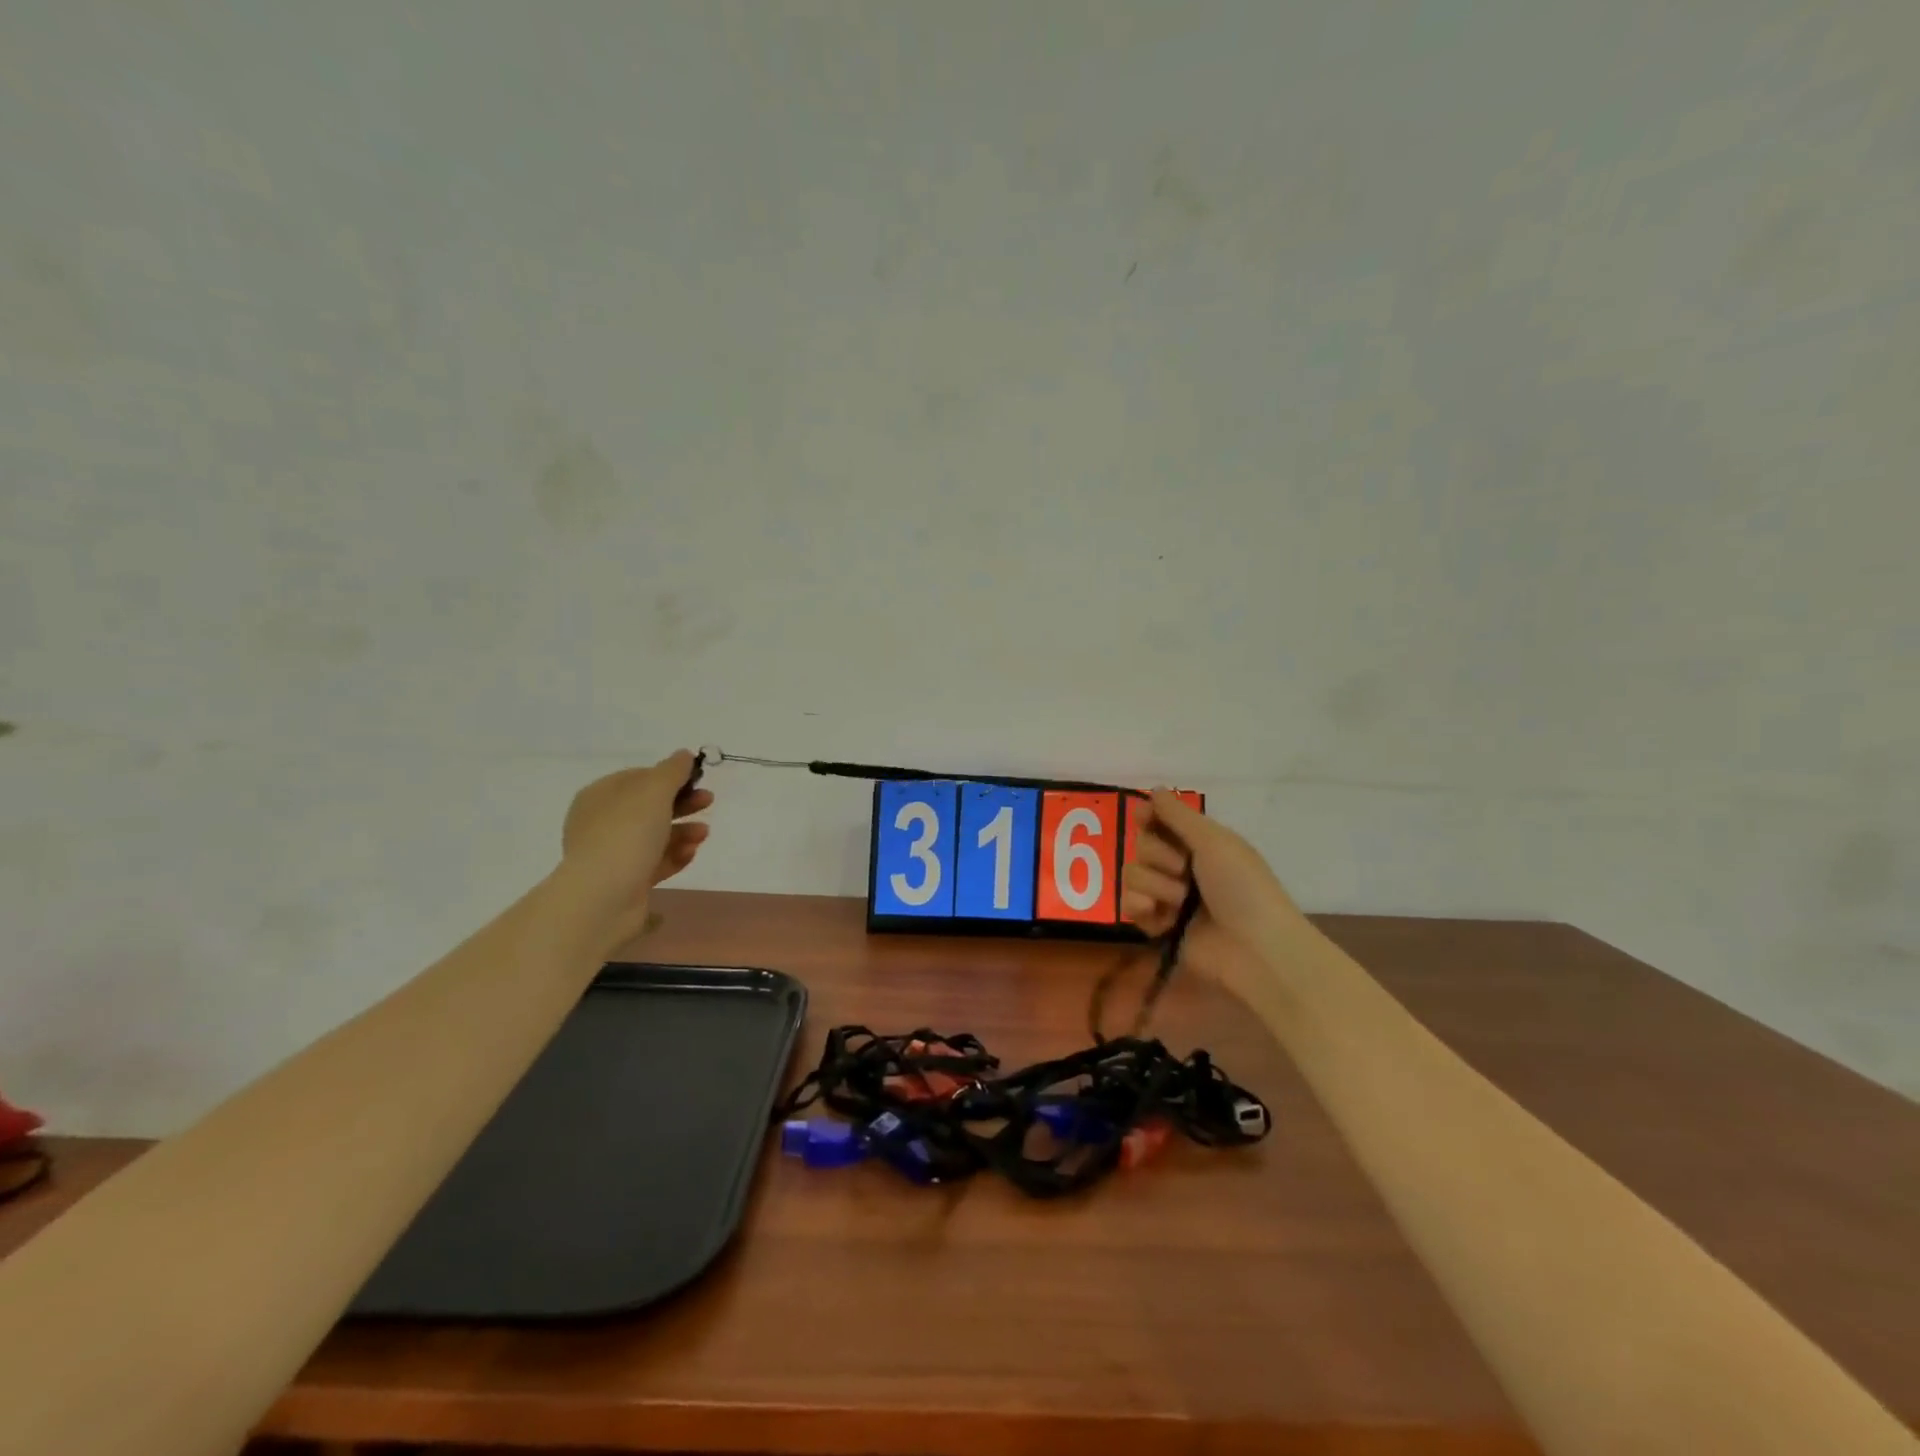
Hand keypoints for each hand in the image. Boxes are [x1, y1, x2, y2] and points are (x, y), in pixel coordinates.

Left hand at [560, 750, 712, 943]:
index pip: (638, 777)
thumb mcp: (653, 791)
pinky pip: (655, 862)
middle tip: (708, 801)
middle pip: (650, 807)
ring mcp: (613, 854)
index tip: (697, 779)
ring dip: (684, 831)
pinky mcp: (626, 881)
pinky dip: (675, 856)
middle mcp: (602, 823)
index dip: (669, 776)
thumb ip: (672, 771)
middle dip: (682, 804)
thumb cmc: (627, 834)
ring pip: (655, 836)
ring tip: (704, 834)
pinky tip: (691, 853)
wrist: (603, 897)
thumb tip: (683, 755)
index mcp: (600, 796)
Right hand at [1120, 789, 1302, 1002]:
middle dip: (1158, 857)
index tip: (1144, 817)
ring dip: (1155, 885)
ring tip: (1181, 903)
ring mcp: (1168, 897)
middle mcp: (1181, 867)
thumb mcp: (1214, 842)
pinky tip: (1159, 916)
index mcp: (1200, 844)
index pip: (1160, 821)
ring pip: (1132, 874)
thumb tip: (1155, 789)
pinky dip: (1141, 907)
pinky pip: (1129, 905)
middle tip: (1184, 871)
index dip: (1148, 817)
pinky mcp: (1158, 926)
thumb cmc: (1242, 887)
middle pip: (1141, 846)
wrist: (1255, 948)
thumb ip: (1178, 815)